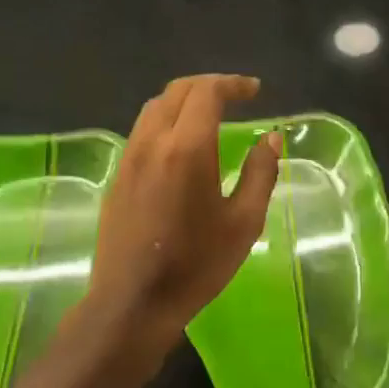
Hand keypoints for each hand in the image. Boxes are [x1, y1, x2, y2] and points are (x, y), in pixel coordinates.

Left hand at [81, 74, 281, 370]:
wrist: (133, 303)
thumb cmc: (197, 264)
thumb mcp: (244, 222)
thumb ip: (260, 173)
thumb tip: (270, 138)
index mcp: (186, 148)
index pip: (207, 93)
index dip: (232, 84)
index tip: (254, 91)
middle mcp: (152, 142)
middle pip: (176, 91)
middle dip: (208, 85)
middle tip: (235, 96)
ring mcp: (129, 158)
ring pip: (154, 108)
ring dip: (184, 100)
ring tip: (209, 114)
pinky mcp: (117, 177)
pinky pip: (142, 131)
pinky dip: (166, 120)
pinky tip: (182, 144)